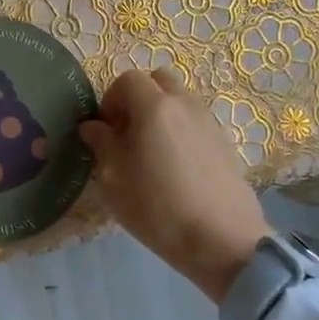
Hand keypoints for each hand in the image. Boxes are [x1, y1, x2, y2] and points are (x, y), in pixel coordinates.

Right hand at [78, 68, 271, 303]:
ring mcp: (209, 122)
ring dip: (161, 113)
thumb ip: (102, 144)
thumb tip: (93, 127)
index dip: (111, 99)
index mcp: (154, 107)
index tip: (106, 130)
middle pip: (159, 81)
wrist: (221, 240)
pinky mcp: (225, 143)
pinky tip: (175, 167)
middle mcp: (184, 104)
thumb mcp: (114, 179)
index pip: (127, 79)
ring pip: (180, 100)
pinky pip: (195, 121)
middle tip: (127, 132)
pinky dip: (180, 130)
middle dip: (139, 98)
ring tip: (151, 151)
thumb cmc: (157, 208)